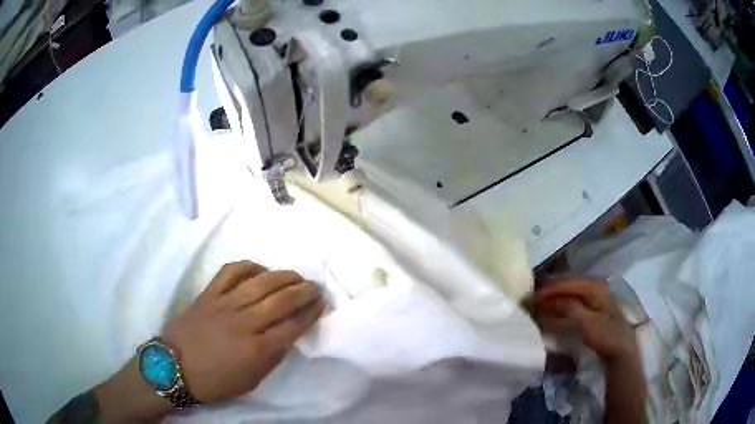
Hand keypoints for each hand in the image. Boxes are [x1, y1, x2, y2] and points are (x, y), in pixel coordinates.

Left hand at [162, 261, 325, 402]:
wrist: (175, 367)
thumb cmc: (216, 381)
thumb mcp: (251, 381)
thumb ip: (272, 358)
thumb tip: (287, 336)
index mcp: (257, 350)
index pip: (293, 326)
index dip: (311, 313)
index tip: (322, 304)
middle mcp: (244, 323)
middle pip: (281, 300)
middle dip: (304, 291)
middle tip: (315, 286)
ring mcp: (224, 304)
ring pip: (259, 282)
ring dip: (283, 276)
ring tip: (295, 276)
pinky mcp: (208, 294)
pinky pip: (230, 272)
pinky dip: (248, 266)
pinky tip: (259, 270)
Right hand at [531, 278, 636, 361]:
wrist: (621, 348)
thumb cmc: (606, 335)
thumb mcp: (587, 323)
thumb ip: (570, 308)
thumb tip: (550, 299)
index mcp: (594, 286)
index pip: (567, 284)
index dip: (548, 290)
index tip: (530, 297)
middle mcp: (595, 286)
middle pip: (568, 286)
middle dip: (550, 292)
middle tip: (531, 301)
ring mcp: (596, 296)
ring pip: (570, 293)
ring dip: (555, 299)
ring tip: (539, 305)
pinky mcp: (594, 306)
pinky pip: (574, 301)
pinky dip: (562, 305)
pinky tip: (553, 310)